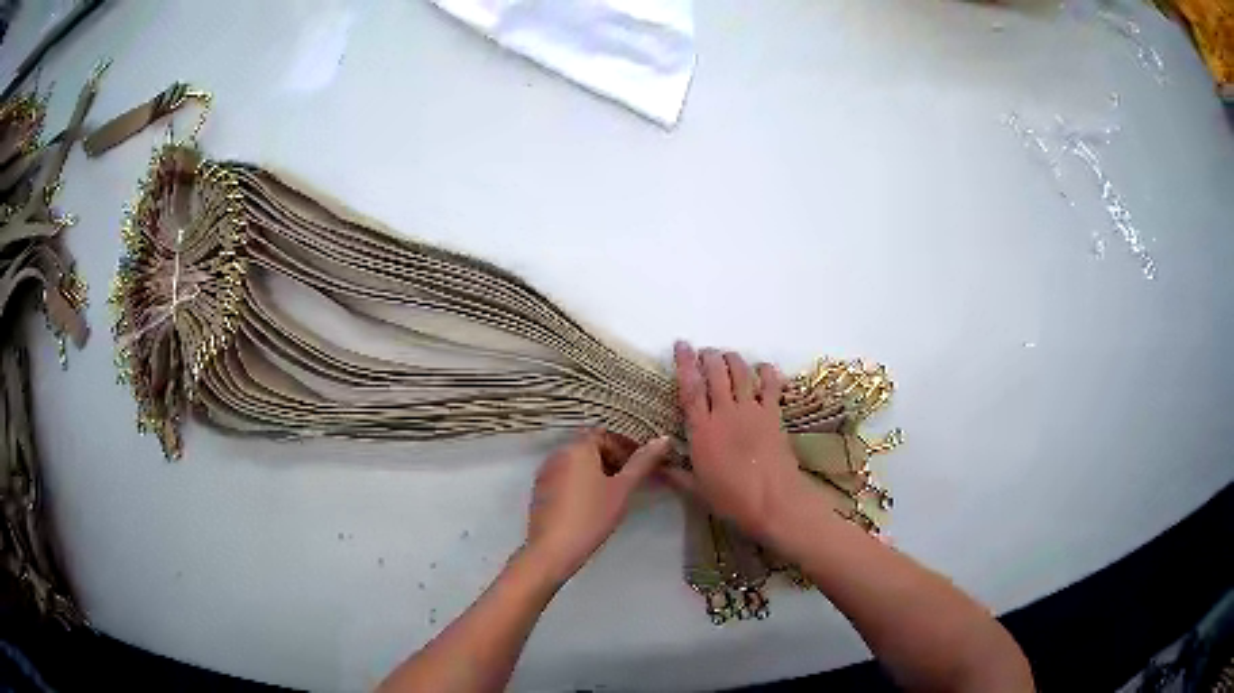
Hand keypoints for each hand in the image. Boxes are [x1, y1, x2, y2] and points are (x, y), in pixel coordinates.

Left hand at [523, 430, 670, 584]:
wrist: (552, 550)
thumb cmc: (591, 516)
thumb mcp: (622, 489)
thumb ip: (642, 462)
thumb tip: (664, 439)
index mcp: (577, 448)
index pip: (605, 434)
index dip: (625, 445)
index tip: (641, 464)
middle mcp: (558, 454)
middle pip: (590, 447)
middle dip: (613, 459)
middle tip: (632, 480)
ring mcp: (546, 473)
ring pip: (577, 464)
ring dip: (597, 472)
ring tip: (615, 494)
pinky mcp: (541, 491)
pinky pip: (565, 477)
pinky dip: (581, 483)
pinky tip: (592, 505)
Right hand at [664, 341, 810, 544]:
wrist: (772, 499)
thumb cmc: (730, 498)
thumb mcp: (696, 489)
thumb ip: (675, 474)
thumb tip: (654, 467)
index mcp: (702, 430)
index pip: (690, 389)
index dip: (684, 364)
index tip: (681, 345)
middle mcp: (725, 413)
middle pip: (716, 373)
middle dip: (709, 356)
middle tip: (705, 352)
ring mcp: (751, 411)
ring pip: (740, 373)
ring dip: (733, 359)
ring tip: (727, 356)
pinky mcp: (773, 414)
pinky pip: (770, 386)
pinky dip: (767, 372)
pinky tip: (763, 368)